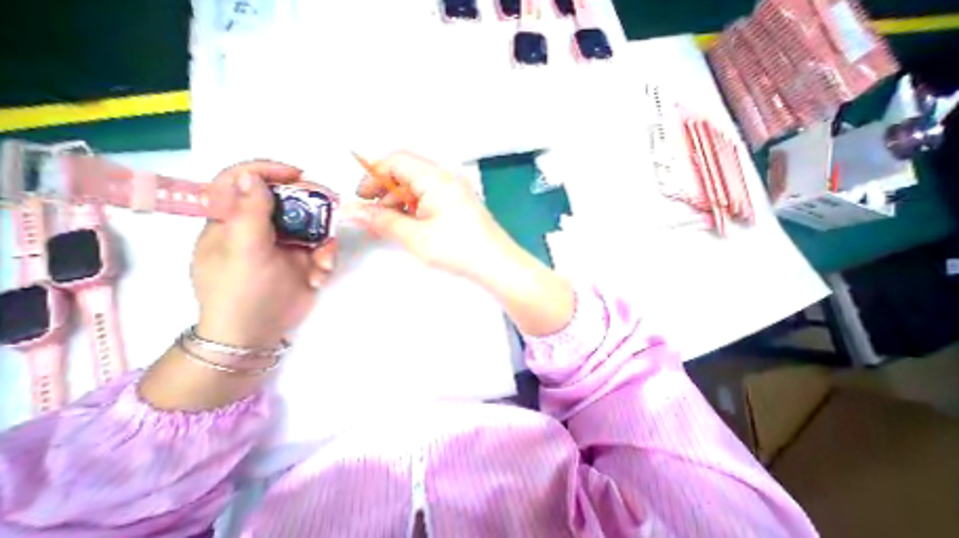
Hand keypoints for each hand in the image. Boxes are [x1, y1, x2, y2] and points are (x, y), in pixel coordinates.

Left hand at [191, 162, 336, 348]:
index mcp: (232, 221)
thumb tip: (253, 178)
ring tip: (324, 262)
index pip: (242, 181)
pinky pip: (322, 248)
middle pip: (287, 200)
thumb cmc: (241, 291)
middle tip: (332, 206)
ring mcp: (285, 244)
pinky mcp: (304, 259)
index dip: (268, 171)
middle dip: (311, 205)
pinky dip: (326, 259)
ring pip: (312, 226)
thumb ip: (249, 213)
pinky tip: (320, 275)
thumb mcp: (243, 251)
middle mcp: (260, 227)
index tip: (297, 175)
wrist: (258, 332)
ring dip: (324, 241)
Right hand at [345, 148, 520, 279]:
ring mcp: (456, 190)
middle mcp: (447, 177)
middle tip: (376, 217)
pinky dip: (417, 207)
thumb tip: (353, 212)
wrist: (497, 264)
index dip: (374, 176)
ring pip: (419, 186)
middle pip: (408, 172)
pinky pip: (432, 197)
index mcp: (436, 178)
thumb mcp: (415, 237)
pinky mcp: (461, 203)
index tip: (362, 199)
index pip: (396, 160)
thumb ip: (383, 221)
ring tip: (392, 225)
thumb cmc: (458, 249)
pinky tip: (413, 225)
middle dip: (386, 191)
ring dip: (401, 201)